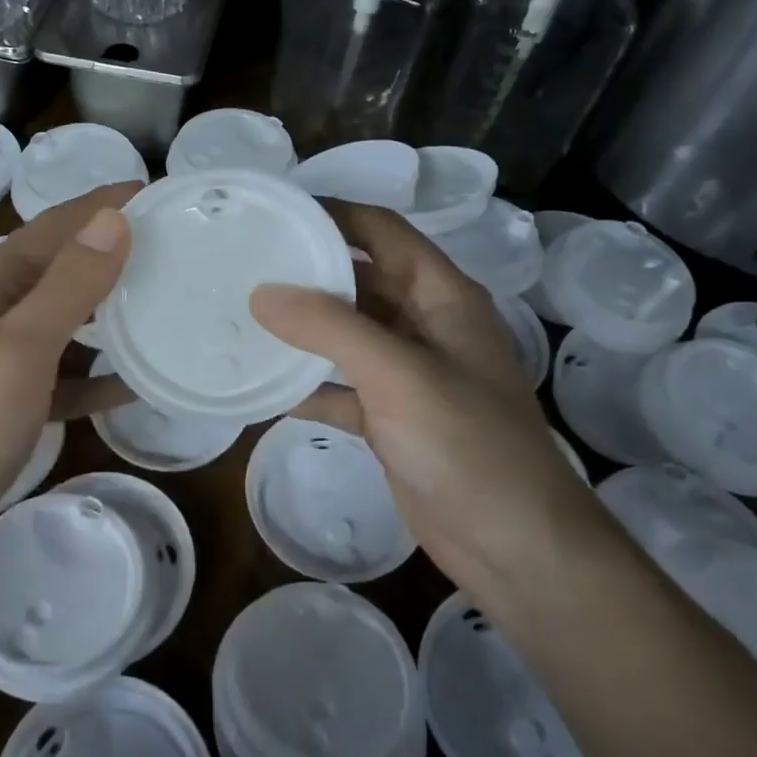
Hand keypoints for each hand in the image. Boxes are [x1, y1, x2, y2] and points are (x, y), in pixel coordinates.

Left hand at [0, 183, 137, 578]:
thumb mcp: (17, 350)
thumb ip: (67, 287)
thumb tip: (113, 220)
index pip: (52, 228)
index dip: (99, 206)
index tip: (153, 190)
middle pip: (56, 273)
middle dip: (106, 254)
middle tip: (167, 248)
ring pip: (59, 327)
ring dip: (104, 314)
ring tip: (158, 307)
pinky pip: (56, 382)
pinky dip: (91, 378)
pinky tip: (129, 386)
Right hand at [250, 201, 598, 599]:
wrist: (514, 545)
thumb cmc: (467, 443)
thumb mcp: (398, 373)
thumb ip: (329, 327)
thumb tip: (262, 292)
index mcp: (441, 295)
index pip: (382, 232)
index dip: (333, 214)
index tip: (274, 211)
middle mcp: (425, 325)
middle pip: (360, 280)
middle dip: (308, 271)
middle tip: (244, 263)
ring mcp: (408, 374)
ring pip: (346, 335)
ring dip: (302, 329)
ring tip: (242, 316)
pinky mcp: (393, 418)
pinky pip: (341, 387)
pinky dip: (308, 385)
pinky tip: (264, 387)